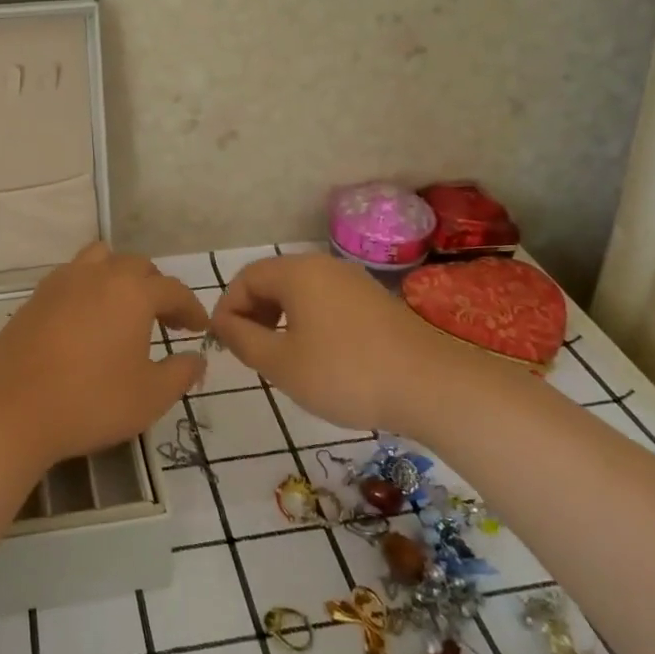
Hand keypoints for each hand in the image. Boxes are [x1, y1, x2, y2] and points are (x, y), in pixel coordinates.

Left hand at [0, 242, 208, 473]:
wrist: (11, 411)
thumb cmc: (90, 402)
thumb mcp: (150, 397)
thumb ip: (181, 373)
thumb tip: (196, 358)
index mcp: (132, 292)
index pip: (173, 290)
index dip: (191, 308)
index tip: (198, 329)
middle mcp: (97, 275)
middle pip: (136, 266)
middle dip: (157, 288)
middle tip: (165, 320)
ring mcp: (61, 282)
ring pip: (100, 259)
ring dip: (119, 277)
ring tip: (123, 308)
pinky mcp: (34, 298)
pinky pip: (71, 277)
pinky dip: (88, 287)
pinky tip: (87, 321)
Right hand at [211, 254, 480, 434]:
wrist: (431, 386)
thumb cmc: (345, 374)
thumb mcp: (282, 364)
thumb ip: (243, 340)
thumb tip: (223, 323)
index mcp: (297, 273)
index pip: (246, 278)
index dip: (228, 308)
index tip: (224, 344)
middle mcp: (324, 266)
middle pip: (273, 280)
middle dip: (253, 312)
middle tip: (249, 351)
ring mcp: (353, 281)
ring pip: (300, 291)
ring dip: (279, 318)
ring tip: (280, 356)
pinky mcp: (374, 301)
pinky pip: (326, 301)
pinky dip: (308, 321)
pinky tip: (317, 357)